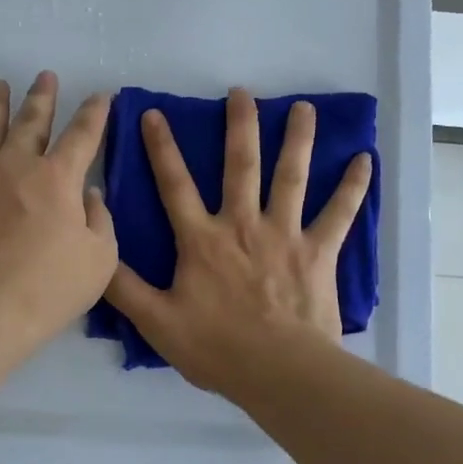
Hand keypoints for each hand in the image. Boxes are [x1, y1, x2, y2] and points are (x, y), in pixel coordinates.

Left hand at [0, 72, 116, 343]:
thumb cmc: (49, 287)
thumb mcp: (100, 259)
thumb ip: (100, 220)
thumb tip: (90, 194)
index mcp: (59, 177)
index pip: (83, 134)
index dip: (96, 112)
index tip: (102, 95)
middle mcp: (17, 164)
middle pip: (31, 120)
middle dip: (42, 96)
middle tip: (45, 75)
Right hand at [105, 87, 371, 397]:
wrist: (279, 371)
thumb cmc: (216, 348)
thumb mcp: (156, 321)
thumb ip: (123, 287)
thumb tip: (96, 251)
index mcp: (202, 239)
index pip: (175, 184)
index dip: (161, 148)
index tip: (154, 114)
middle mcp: (243, 224)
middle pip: (240, 165)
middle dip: (239, 126)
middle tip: (241, 91)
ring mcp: (285, 234)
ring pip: (291, 176)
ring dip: (298, 139)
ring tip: (304, 107)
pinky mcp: (319, 251)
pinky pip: (340, 213)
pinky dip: (353, 186)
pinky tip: (366, 160)